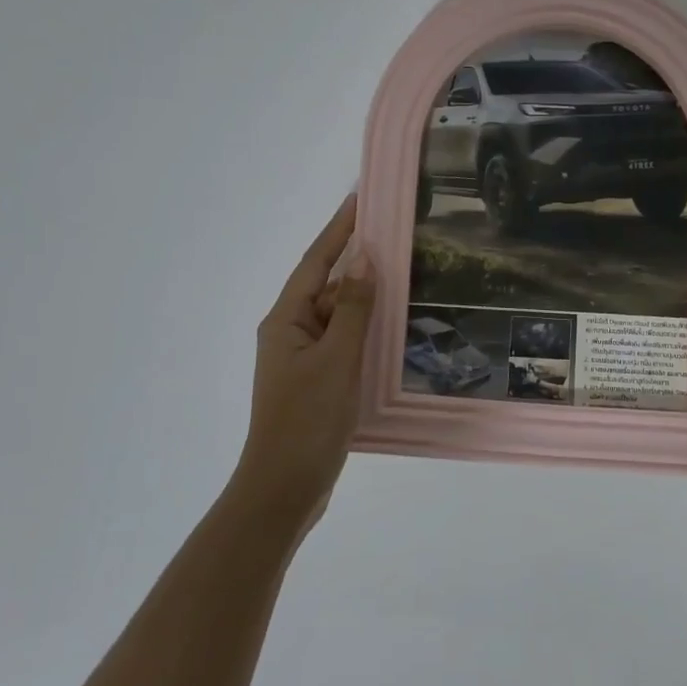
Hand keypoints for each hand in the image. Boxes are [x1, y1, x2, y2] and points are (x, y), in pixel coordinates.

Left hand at [235, 194, 377, 533]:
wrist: (284, 487)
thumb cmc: (306, 420)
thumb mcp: (336, 360)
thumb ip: (351, 308)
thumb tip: (364, 258)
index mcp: (285, 320)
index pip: (315, 262)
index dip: (338, 229)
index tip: (360, 198)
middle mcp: (290, 332)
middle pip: (326, 286)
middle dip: (357, 260)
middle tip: (395, 235)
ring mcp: (303, 359)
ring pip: (337, 316)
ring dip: (364, 296)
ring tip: (401, 275)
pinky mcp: (317, 382)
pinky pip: (343, 342)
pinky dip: (365, 330)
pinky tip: (391, 328)